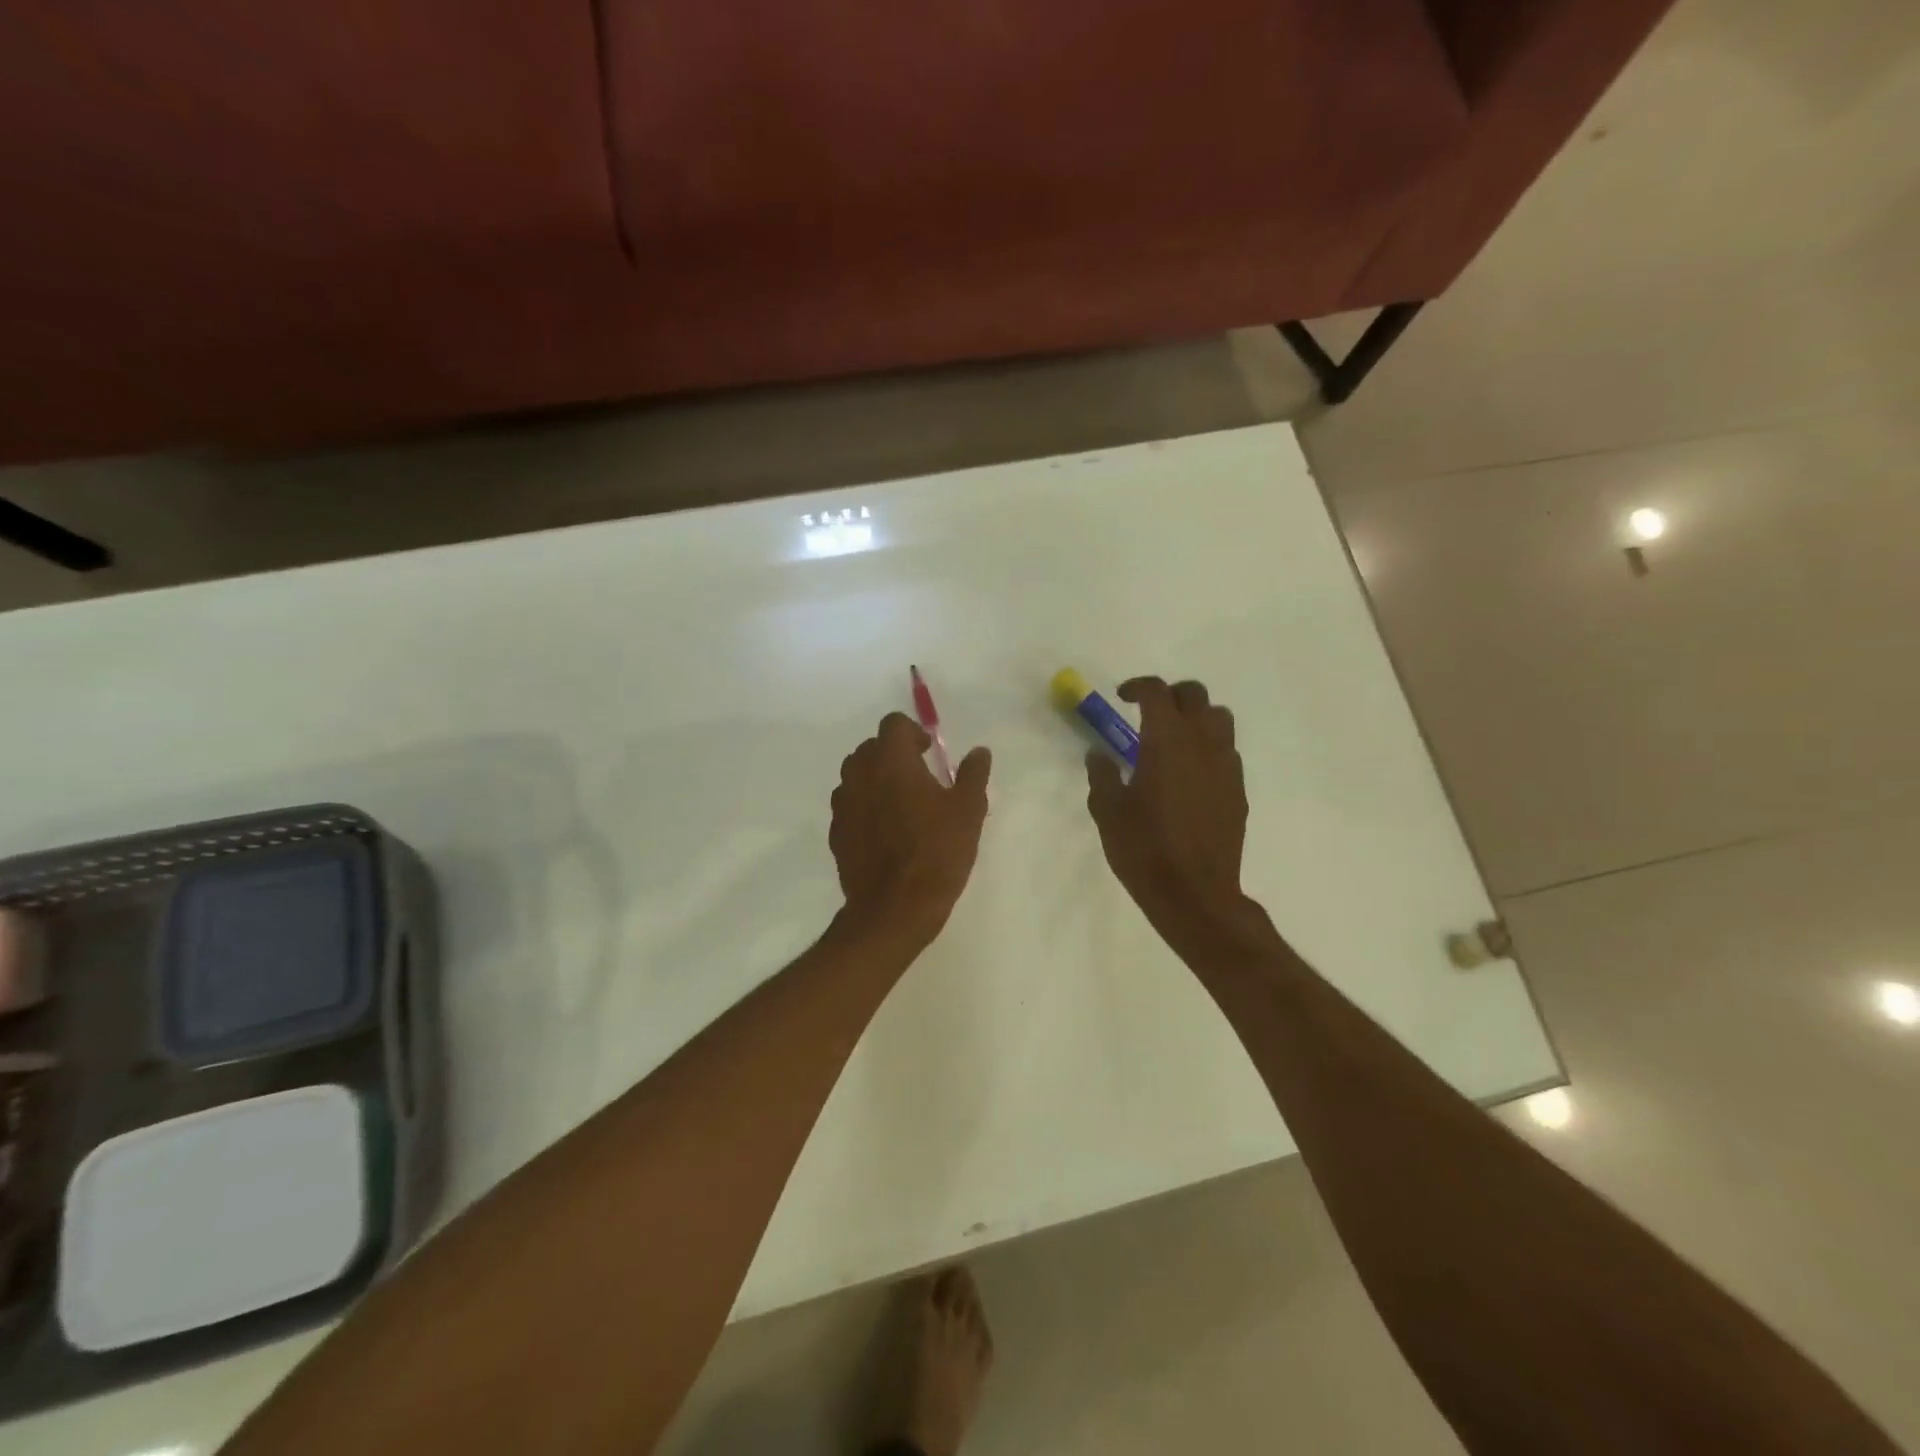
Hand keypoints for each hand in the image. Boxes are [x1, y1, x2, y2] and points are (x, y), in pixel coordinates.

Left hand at [831, 712, 991, 949]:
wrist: (893, 909)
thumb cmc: (936, 854)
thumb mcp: (968, 812)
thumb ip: (972, 775)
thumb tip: (979, 752)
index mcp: (892, 761)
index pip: (893, 724)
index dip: (912, 732)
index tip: (928, 752)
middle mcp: (860, 774)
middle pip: (871, 747)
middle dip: (893, 754)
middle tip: (919, 776)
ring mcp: (843, 804)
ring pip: (856, 775)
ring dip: (876, 778)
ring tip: (901, 803)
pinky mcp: (836, 832)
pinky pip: (850, 805)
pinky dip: (865, 806)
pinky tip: (885, 830)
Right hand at [1086, 677, 1248, 948]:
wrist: (1195, 893)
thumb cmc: (1144, 849)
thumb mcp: (1108, 811)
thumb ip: (1102, 774)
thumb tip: (1099, 754)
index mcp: (1166, 741)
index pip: (1158, 692)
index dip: (1139, 687)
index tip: (1122, 697)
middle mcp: (1202, 743)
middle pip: (1195, 695)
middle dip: (1171, 695)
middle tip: (1149, 713)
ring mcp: (1226, 766)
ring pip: (1220, 719)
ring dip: (1196, 717)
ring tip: (1174, 739)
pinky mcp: (1238, 790)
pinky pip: (1227, 751)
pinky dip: (1209, 748)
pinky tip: (1190, 774)